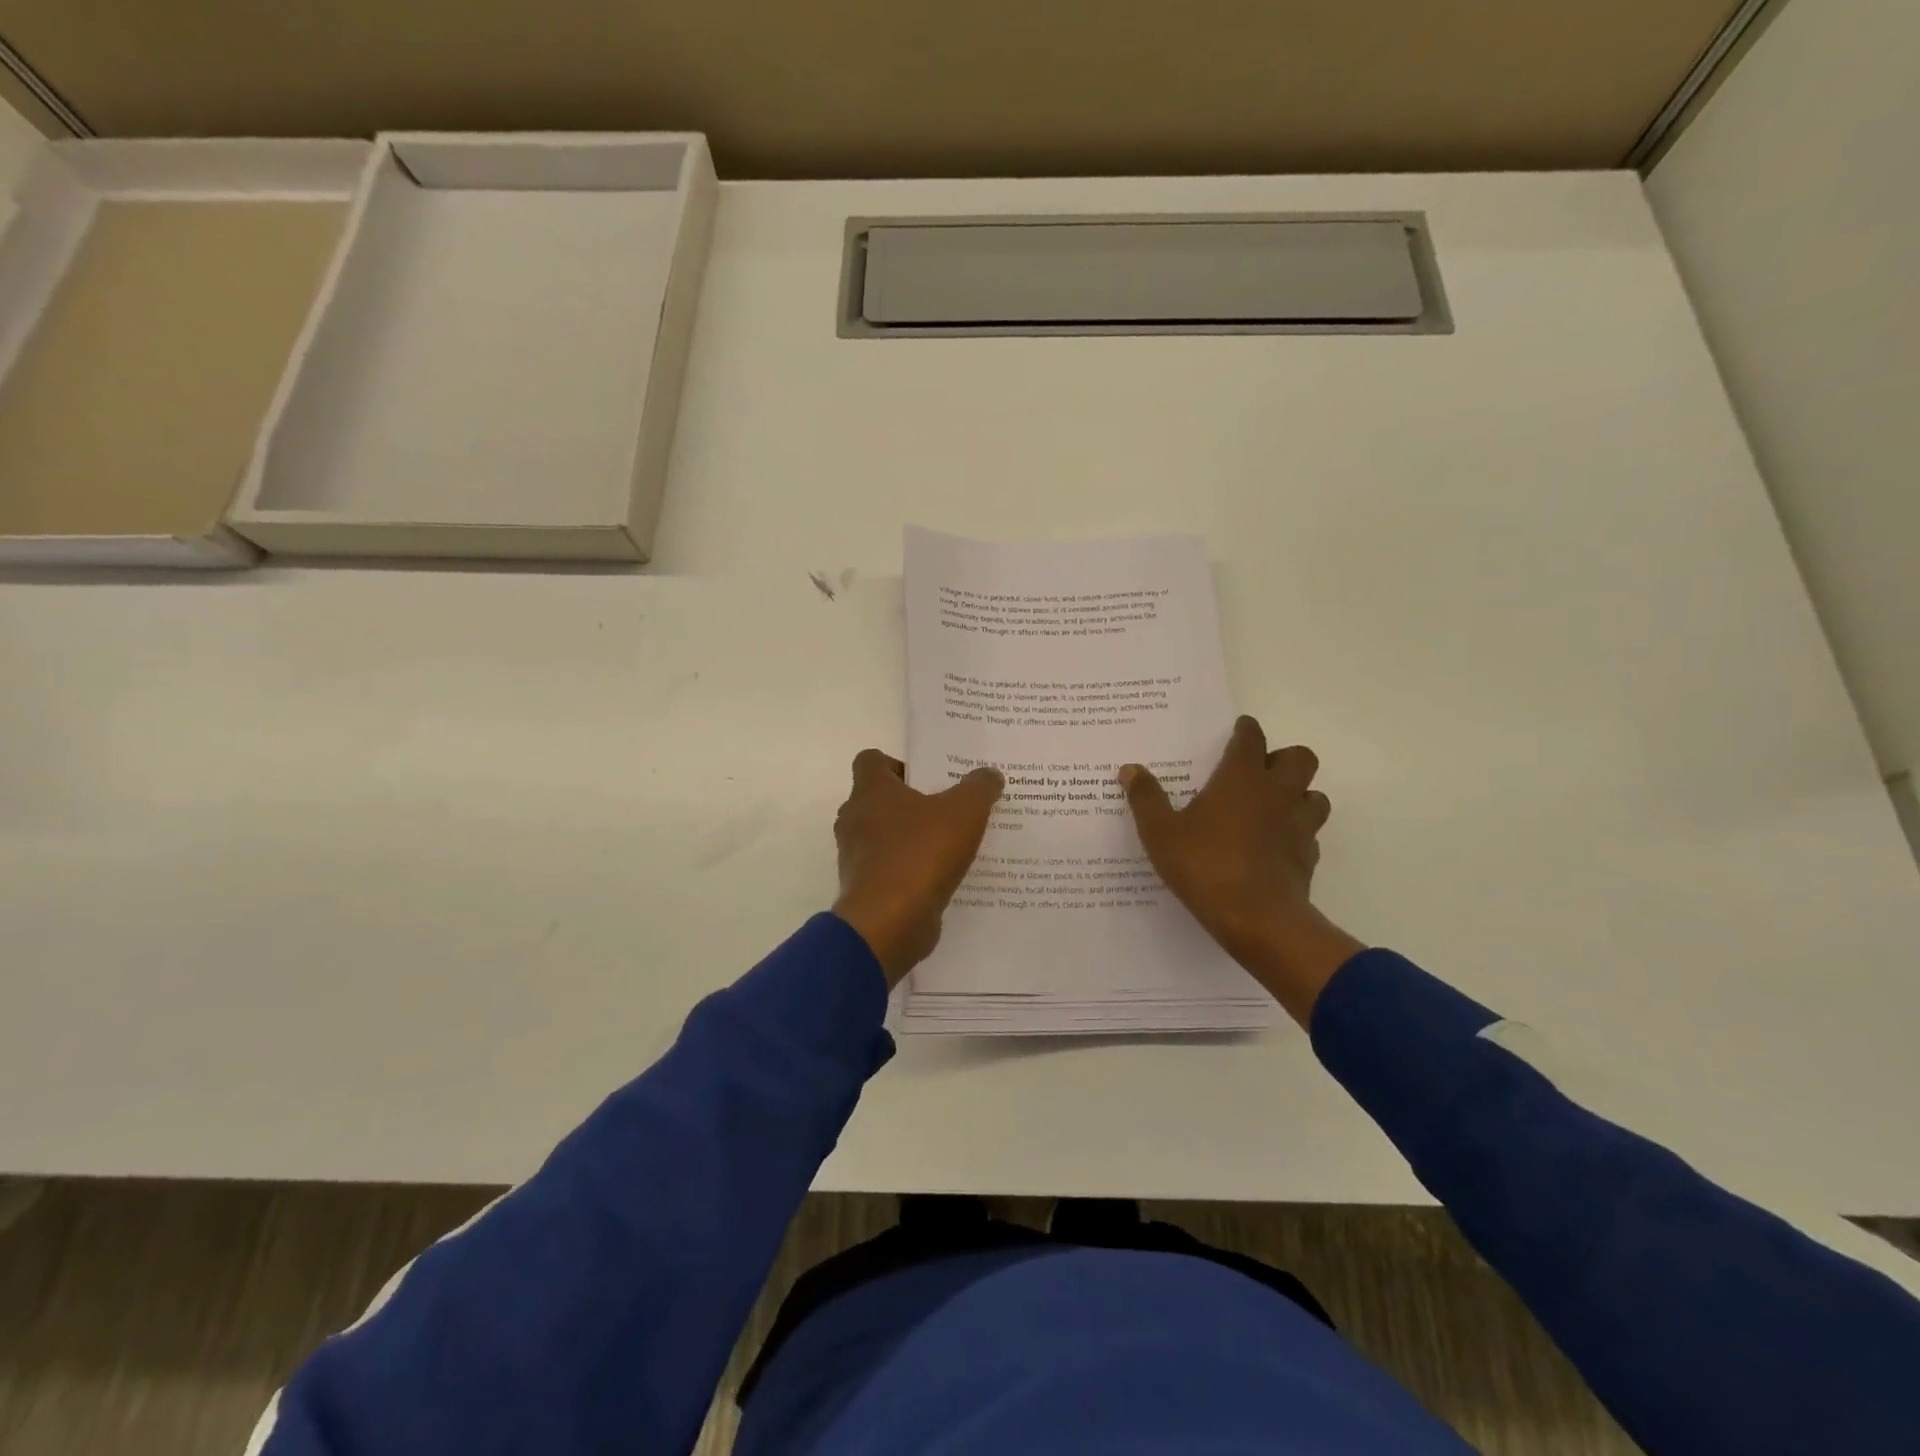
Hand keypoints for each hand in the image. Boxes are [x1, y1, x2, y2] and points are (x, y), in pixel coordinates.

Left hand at [832, 750, 1004, 984]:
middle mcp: (855, 819)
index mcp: (870, 791)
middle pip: (879, 799)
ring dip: (913, 838)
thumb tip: (989, 774)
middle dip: (912, 801)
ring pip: (885, 836)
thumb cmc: (921, 854)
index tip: (928, 777)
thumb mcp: (964, 812)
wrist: (889, 924)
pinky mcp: (866, 889)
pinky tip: (943, 875)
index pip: (871, 760)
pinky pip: (890, 869)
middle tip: (950, 806)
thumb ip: (979, 788)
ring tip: (953, 843)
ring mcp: (857, 856)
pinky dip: (911, 869)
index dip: (898, 763)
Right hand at [1121, 716, 1364, 1025]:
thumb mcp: (1160, 833)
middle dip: (1282, 759)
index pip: (1251, 738)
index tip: (1238, 731)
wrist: (1257, 919)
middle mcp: (1277, 792)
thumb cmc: (1205, 866)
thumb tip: (1130, 769)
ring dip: (1298, 795)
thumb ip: (1146, 798)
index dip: (1245, 730)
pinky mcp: (1308, 856)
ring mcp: (1298, 824)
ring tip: (1271, 808)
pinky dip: (1296, 833)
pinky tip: (1274, 846)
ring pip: (1314, 795)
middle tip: (1257, 772)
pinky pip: (1309, 834)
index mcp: (1241, 778)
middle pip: (1299, 757)